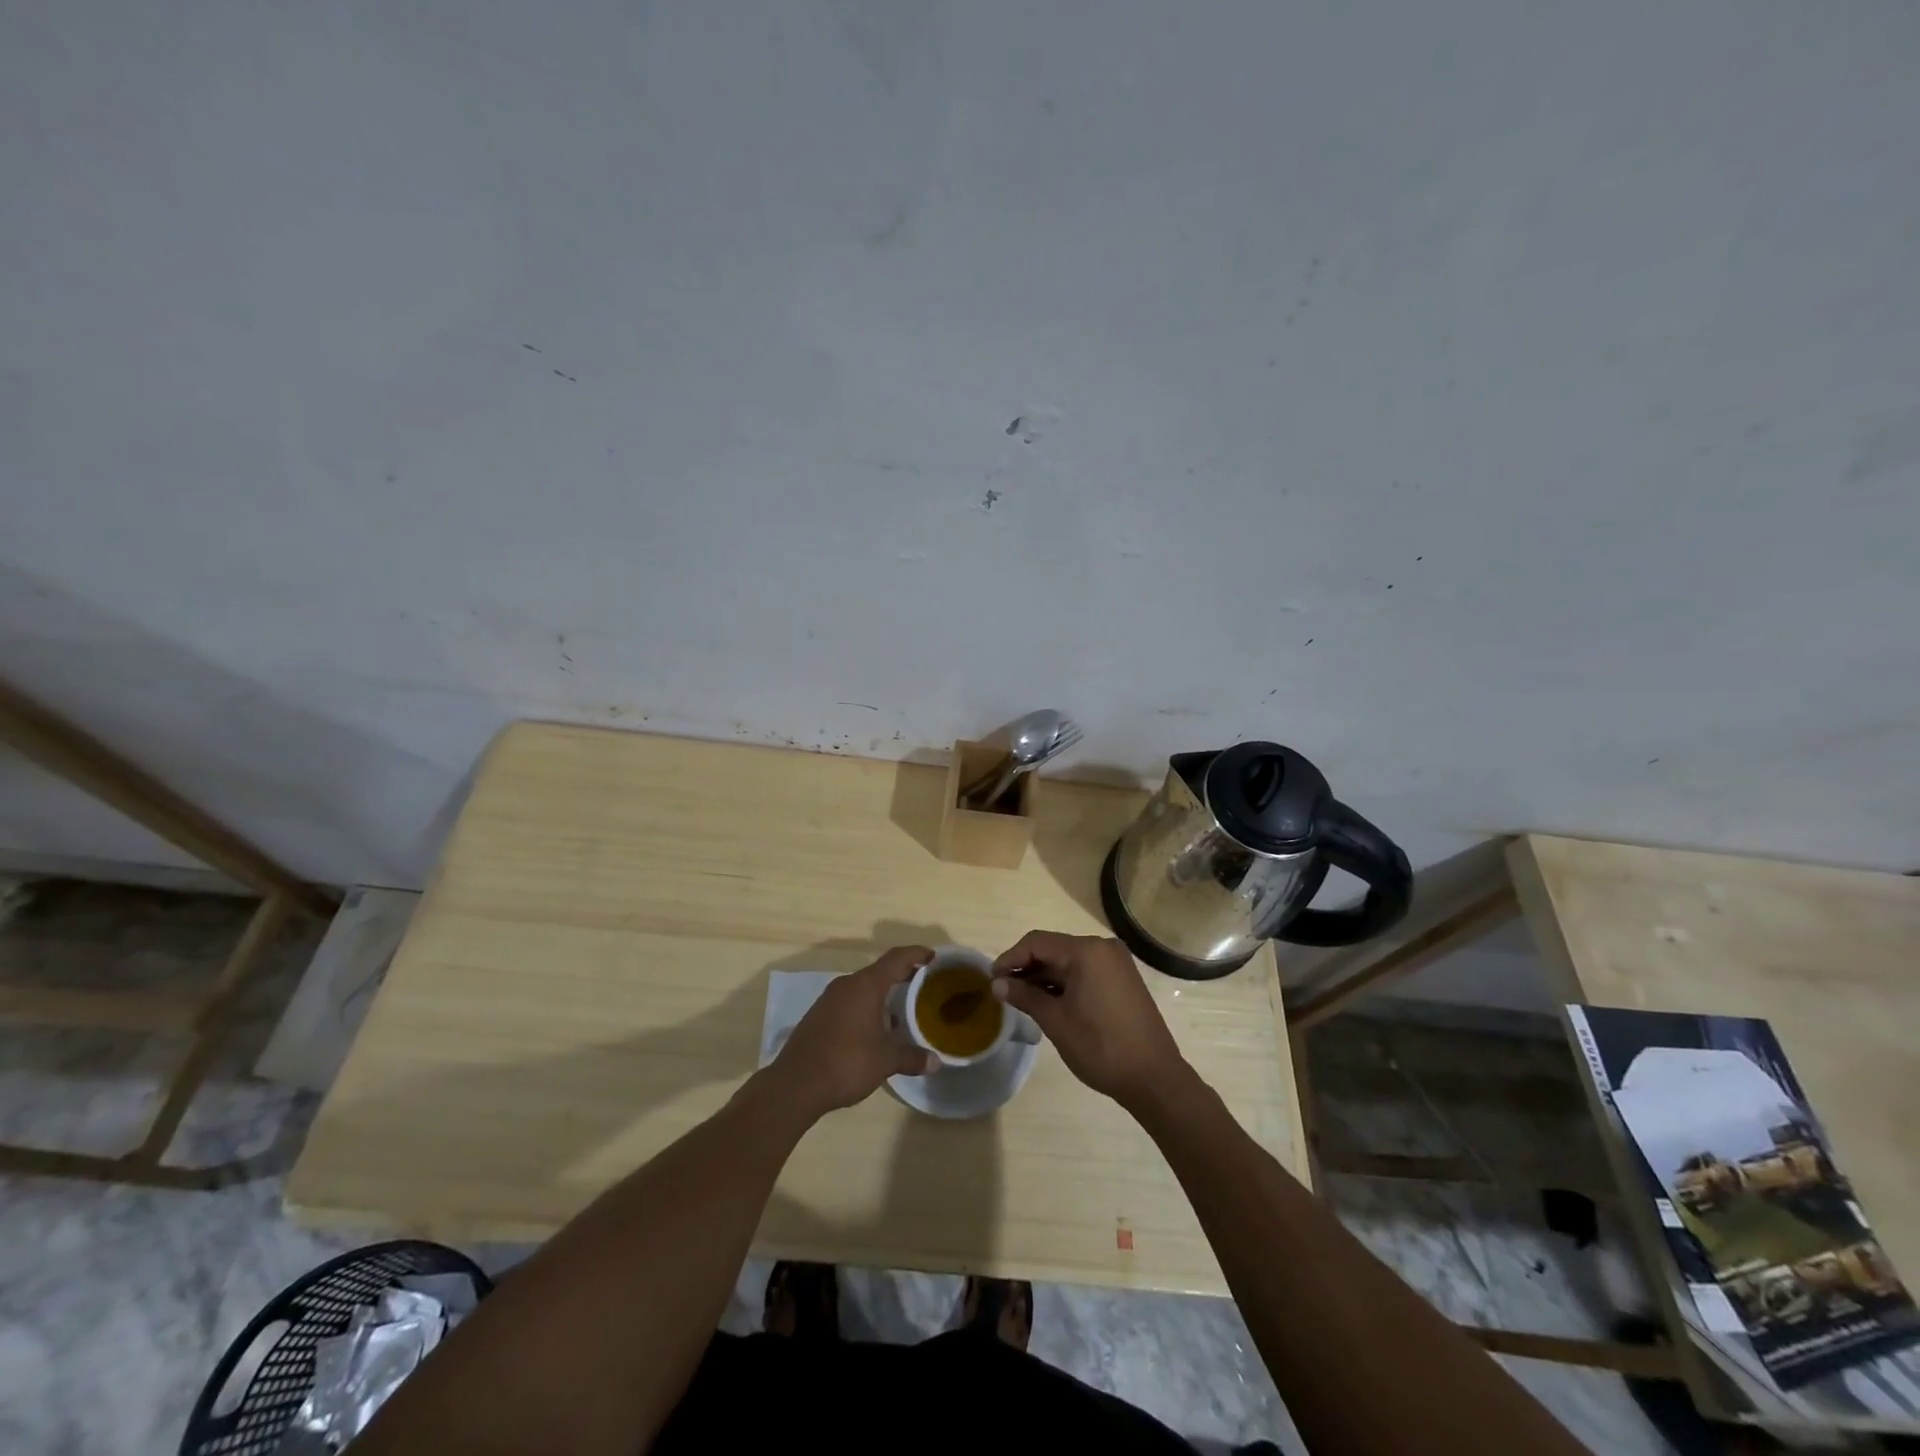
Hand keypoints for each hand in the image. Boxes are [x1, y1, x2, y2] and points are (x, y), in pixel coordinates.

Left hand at [770, 945, 939, 1116]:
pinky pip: (850, 1001)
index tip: (933, 956)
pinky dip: (866, 1006)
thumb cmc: (847, 1063)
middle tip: (923, 983)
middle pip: (879, 971)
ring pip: (863, 987)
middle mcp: (847, 984)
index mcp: (866, 985)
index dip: (916, 954)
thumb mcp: (886, 1061)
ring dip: (883, 993)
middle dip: (902, 975)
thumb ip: (912, 1057)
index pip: (896, 958)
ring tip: (901, 1009)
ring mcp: (829, 999)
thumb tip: (936, 1061)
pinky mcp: (819, 1015)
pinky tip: (874, 1028)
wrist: (795, 1084)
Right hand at [991, 930, 1190, 1111]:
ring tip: (1021, 998)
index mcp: (1086, 951)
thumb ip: (1025, 996)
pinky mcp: (1123, 979)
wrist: (1154, 1078)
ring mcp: (1116, 963)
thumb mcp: (1056, 1021)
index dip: (1011, 958)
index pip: (1037, 942)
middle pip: (1054, 948)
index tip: (991, 979)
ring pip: (1069, 961)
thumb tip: (997, 984)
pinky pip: (1085, 971)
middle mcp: (1103, 948)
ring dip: (1044, 976)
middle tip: (1003, 991)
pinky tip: (1049, 1001)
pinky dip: (1064, 982)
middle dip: (1026, 967)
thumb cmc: (1100, 1047)